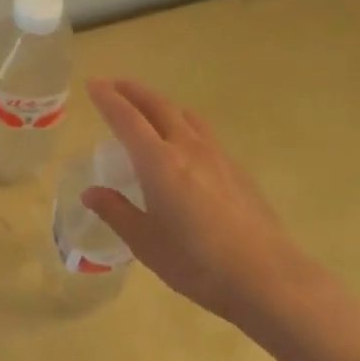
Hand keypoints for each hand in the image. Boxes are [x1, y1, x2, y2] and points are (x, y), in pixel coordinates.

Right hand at [82, 78, 311, 328]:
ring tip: (149, 109)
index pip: (126, 119)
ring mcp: (217, 156)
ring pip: (185, 115)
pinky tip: (185, 146)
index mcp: (158, 162)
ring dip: (161, 104)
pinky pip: (203, 133)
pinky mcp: (238, 170)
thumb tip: (91, 193)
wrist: (268, 277)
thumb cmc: (198, 263)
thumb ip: (116, 212)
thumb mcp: (146, 244)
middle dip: (133, 91)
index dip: (107, 99)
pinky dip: (184, 125)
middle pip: (157, 106)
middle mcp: (187, 148)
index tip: (93, 83)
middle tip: (114, 84)